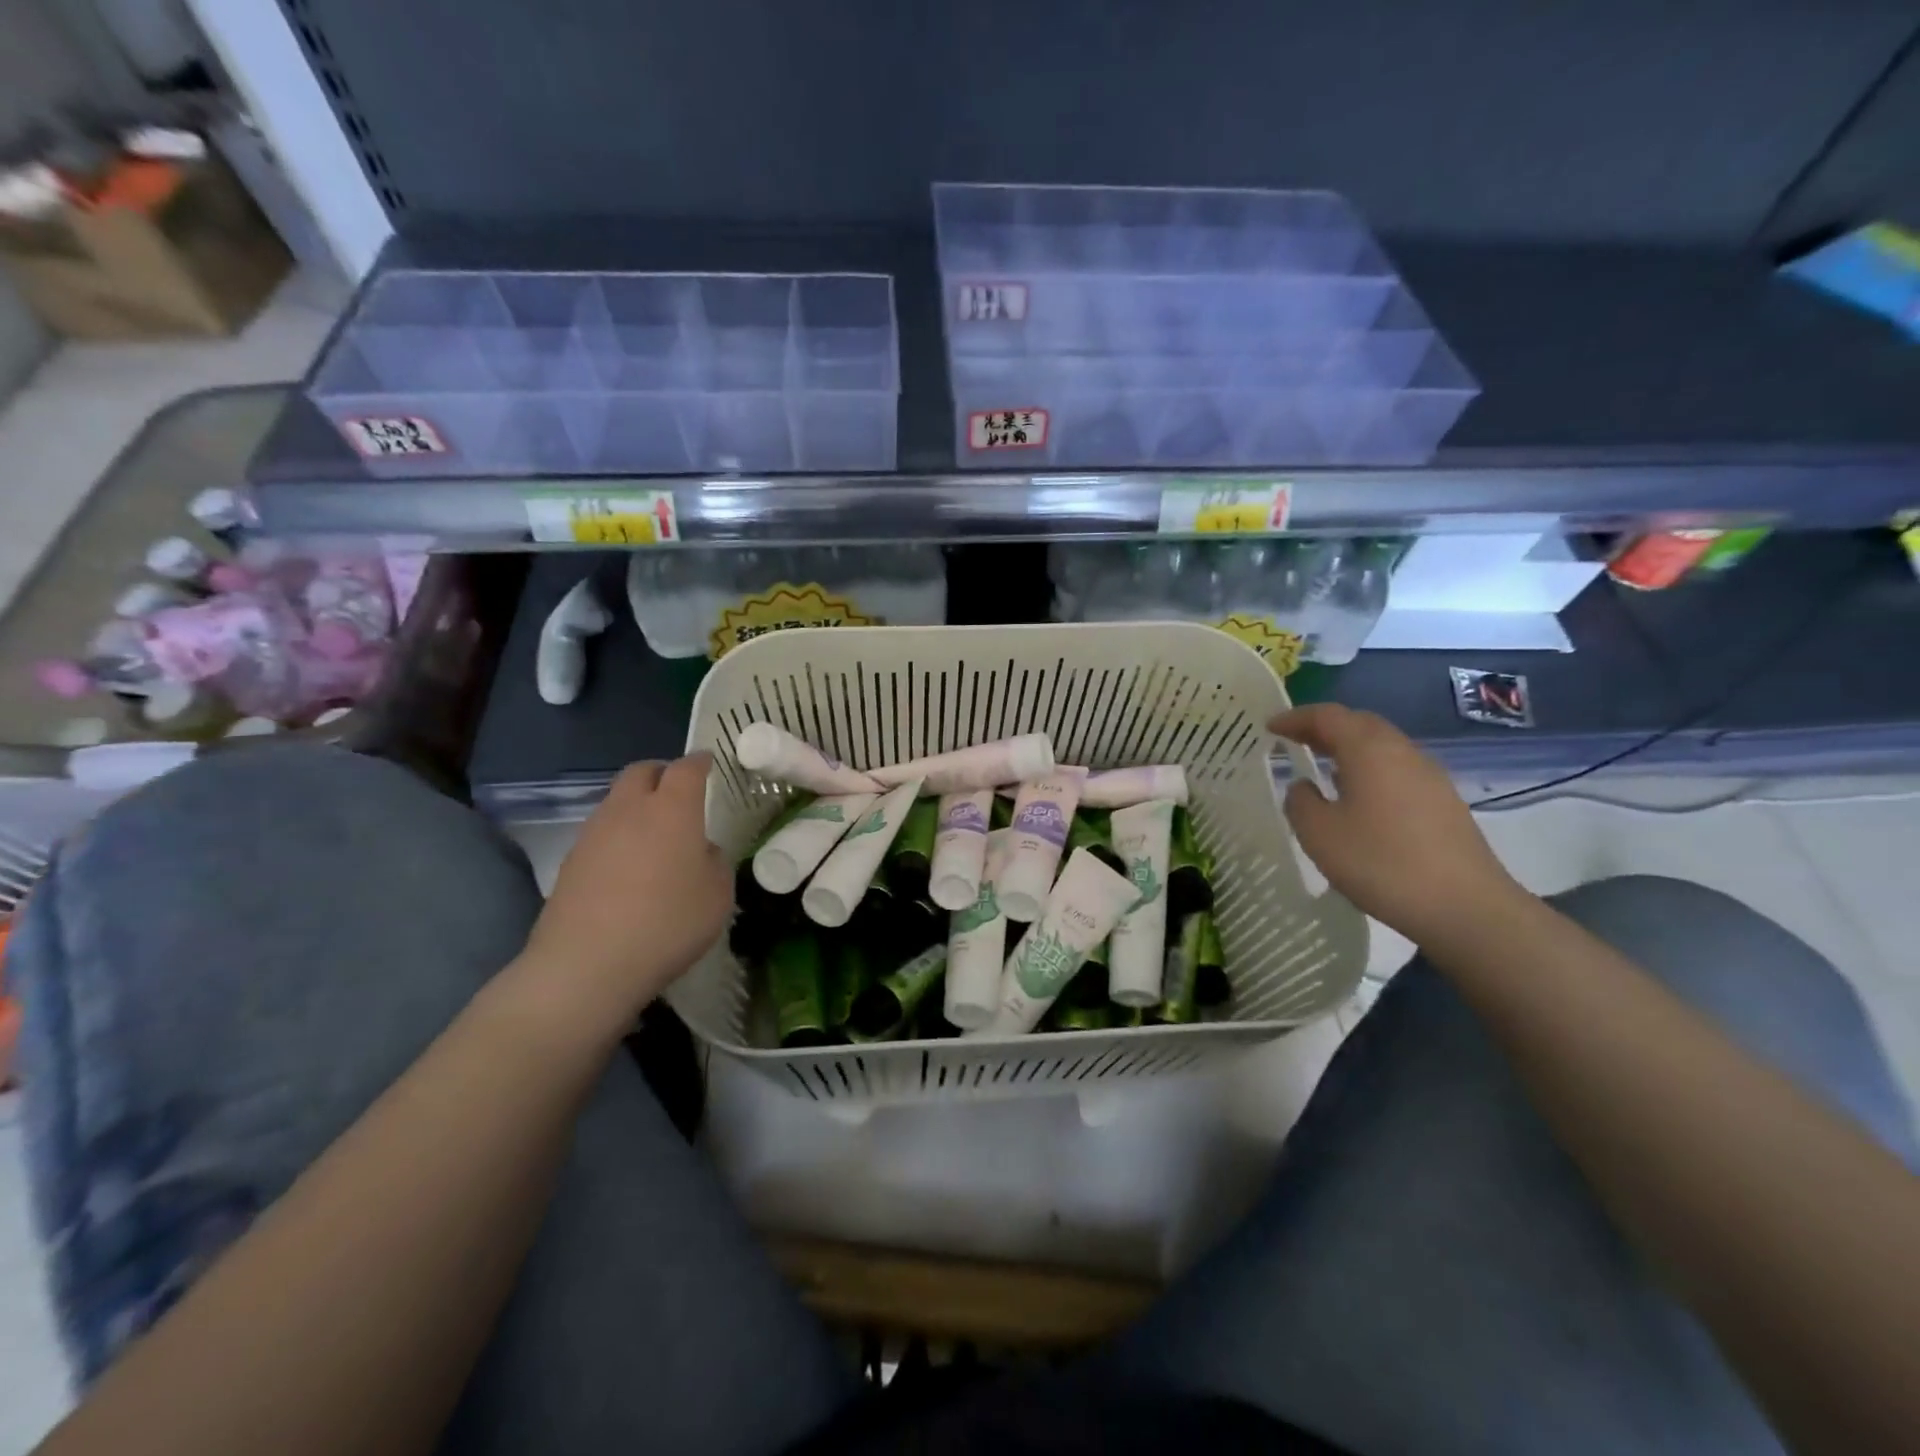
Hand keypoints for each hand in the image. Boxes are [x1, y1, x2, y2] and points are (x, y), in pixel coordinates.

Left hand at [521, 755, 731, 1024]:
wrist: (586, 965)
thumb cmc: (667, 923)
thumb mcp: (717, 895)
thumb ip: (715, 862)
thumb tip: (701, 850)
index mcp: (672, 809)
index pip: (687, 768)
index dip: (700, 762)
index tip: (709, 763)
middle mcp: (629, 809)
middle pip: (641, 771)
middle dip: (662, 773)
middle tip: (679, 791)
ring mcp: (594, 833)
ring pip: (617, 800)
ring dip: (637, 804)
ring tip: (656, 833)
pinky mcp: (571, 861)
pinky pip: (601, 831)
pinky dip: (619, 835)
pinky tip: (630, 866)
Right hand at [1270, 704, 1526, 946]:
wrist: (1465, 906)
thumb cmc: (1381, 863)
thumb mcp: (1319, 834)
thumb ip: (1300, 802)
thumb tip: (1304, 786)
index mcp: (1369, 750)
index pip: (1327, 716)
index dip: (1295, 718)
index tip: (1270, 728)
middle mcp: (1402, 752)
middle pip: (1360, 724)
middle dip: (1324, 728)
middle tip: (1294, 741)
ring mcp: (1429, 777)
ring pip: (1382, 747)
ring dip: (1349, 749)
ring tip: (1322, 768)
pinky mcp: (1444, 802)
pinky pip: (1397, 770)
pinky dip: (1369, 770)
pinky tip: (1358, 798)